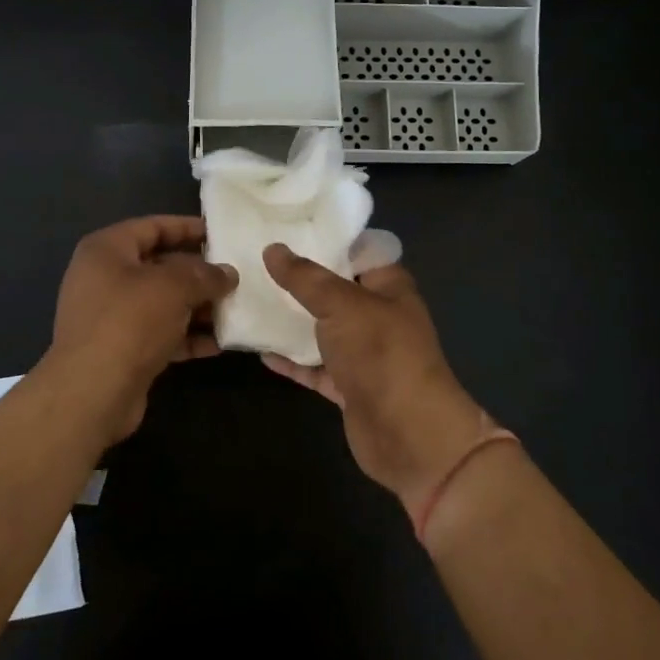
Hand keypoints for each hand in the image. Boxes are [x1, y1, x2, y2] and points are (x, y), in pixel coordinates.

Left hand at [50, 216, 236, 437]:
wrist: (92, 393)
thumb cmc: (129, 322)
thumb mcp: (173, 288)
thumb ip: (204, 275)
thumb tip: (228, 274)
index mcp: (107, 250)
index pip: (152, 227)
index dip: (187, 227)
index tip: (220, 233)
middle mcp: (104, 278)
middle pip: (159, 266)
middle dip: (198, 273)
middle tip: (234, 276)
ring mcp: (110, 316)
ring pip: (162, 303)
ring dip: (197, 307)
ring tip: (234, 310)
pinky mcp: (121, 350)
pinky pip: (159, 334)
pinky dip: (186, 337)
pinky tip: (217, 344)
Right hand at [261, 244, 492, 516]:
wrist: (409, 435)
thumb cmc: (382, 354)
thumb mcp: (342, 304)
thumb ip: (305, 278)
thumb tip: (273, 249)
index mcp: (388, 286)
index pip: (356, 249)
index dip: (325, 236)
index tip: (285, 224)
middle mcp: (377, 315)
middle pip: (334, 289)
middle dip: (300, 278)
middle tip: (256, 259)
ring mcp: (363, 353)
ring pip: (321, 329)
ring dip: (291, 319)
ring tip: (249, 298)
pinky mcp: (348, 386)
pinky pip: (314, 367)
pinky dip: (291, 360)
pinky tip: (259, 349)